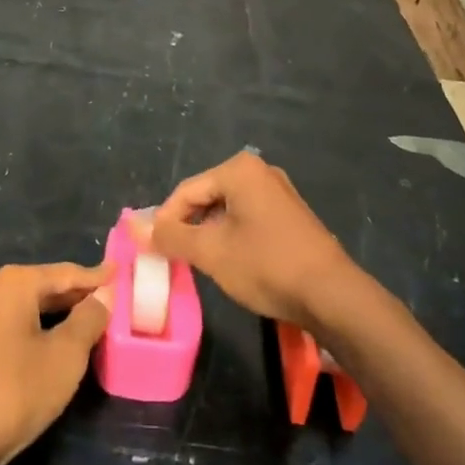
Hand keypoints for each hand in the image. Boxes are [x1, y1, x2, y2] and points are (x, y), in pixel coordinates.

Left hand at [0, 262, 111, 464]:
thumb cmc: (15, 392)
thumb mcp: (65, 356)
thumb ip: (88, 320)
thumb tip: (102, 297)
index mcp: (13, 283)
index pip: (65, 273)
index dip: (96, 276)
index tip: (120, 272)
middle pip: (44, 287)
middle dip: (77, 295)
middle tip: (110, 298)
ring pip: (27, 307)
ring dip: (58, 314)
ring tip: (89, 319)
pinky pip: (13, 325)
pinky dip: (38, 328)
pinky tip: (54, 342)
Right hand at [137, 152, 360, 332]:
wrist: (332, 294)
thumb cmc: (266, 265)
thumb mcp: (211, 252)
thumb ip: (170, 236)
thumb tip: (133, 227)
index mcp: (239, 170)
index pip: (186, 191)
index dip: (165, 221)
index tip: (153, 250)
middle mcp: (260, 171)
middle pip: (207, 196)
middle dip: (188, 226)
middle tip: (174, 257)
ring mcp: (279, 192)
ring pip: (227, 209)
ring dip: (209, 233)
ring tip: (200, 263)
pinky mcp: (291, 214)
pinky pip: (248, 217)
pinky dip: (232, 236)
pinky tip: (231, 262)